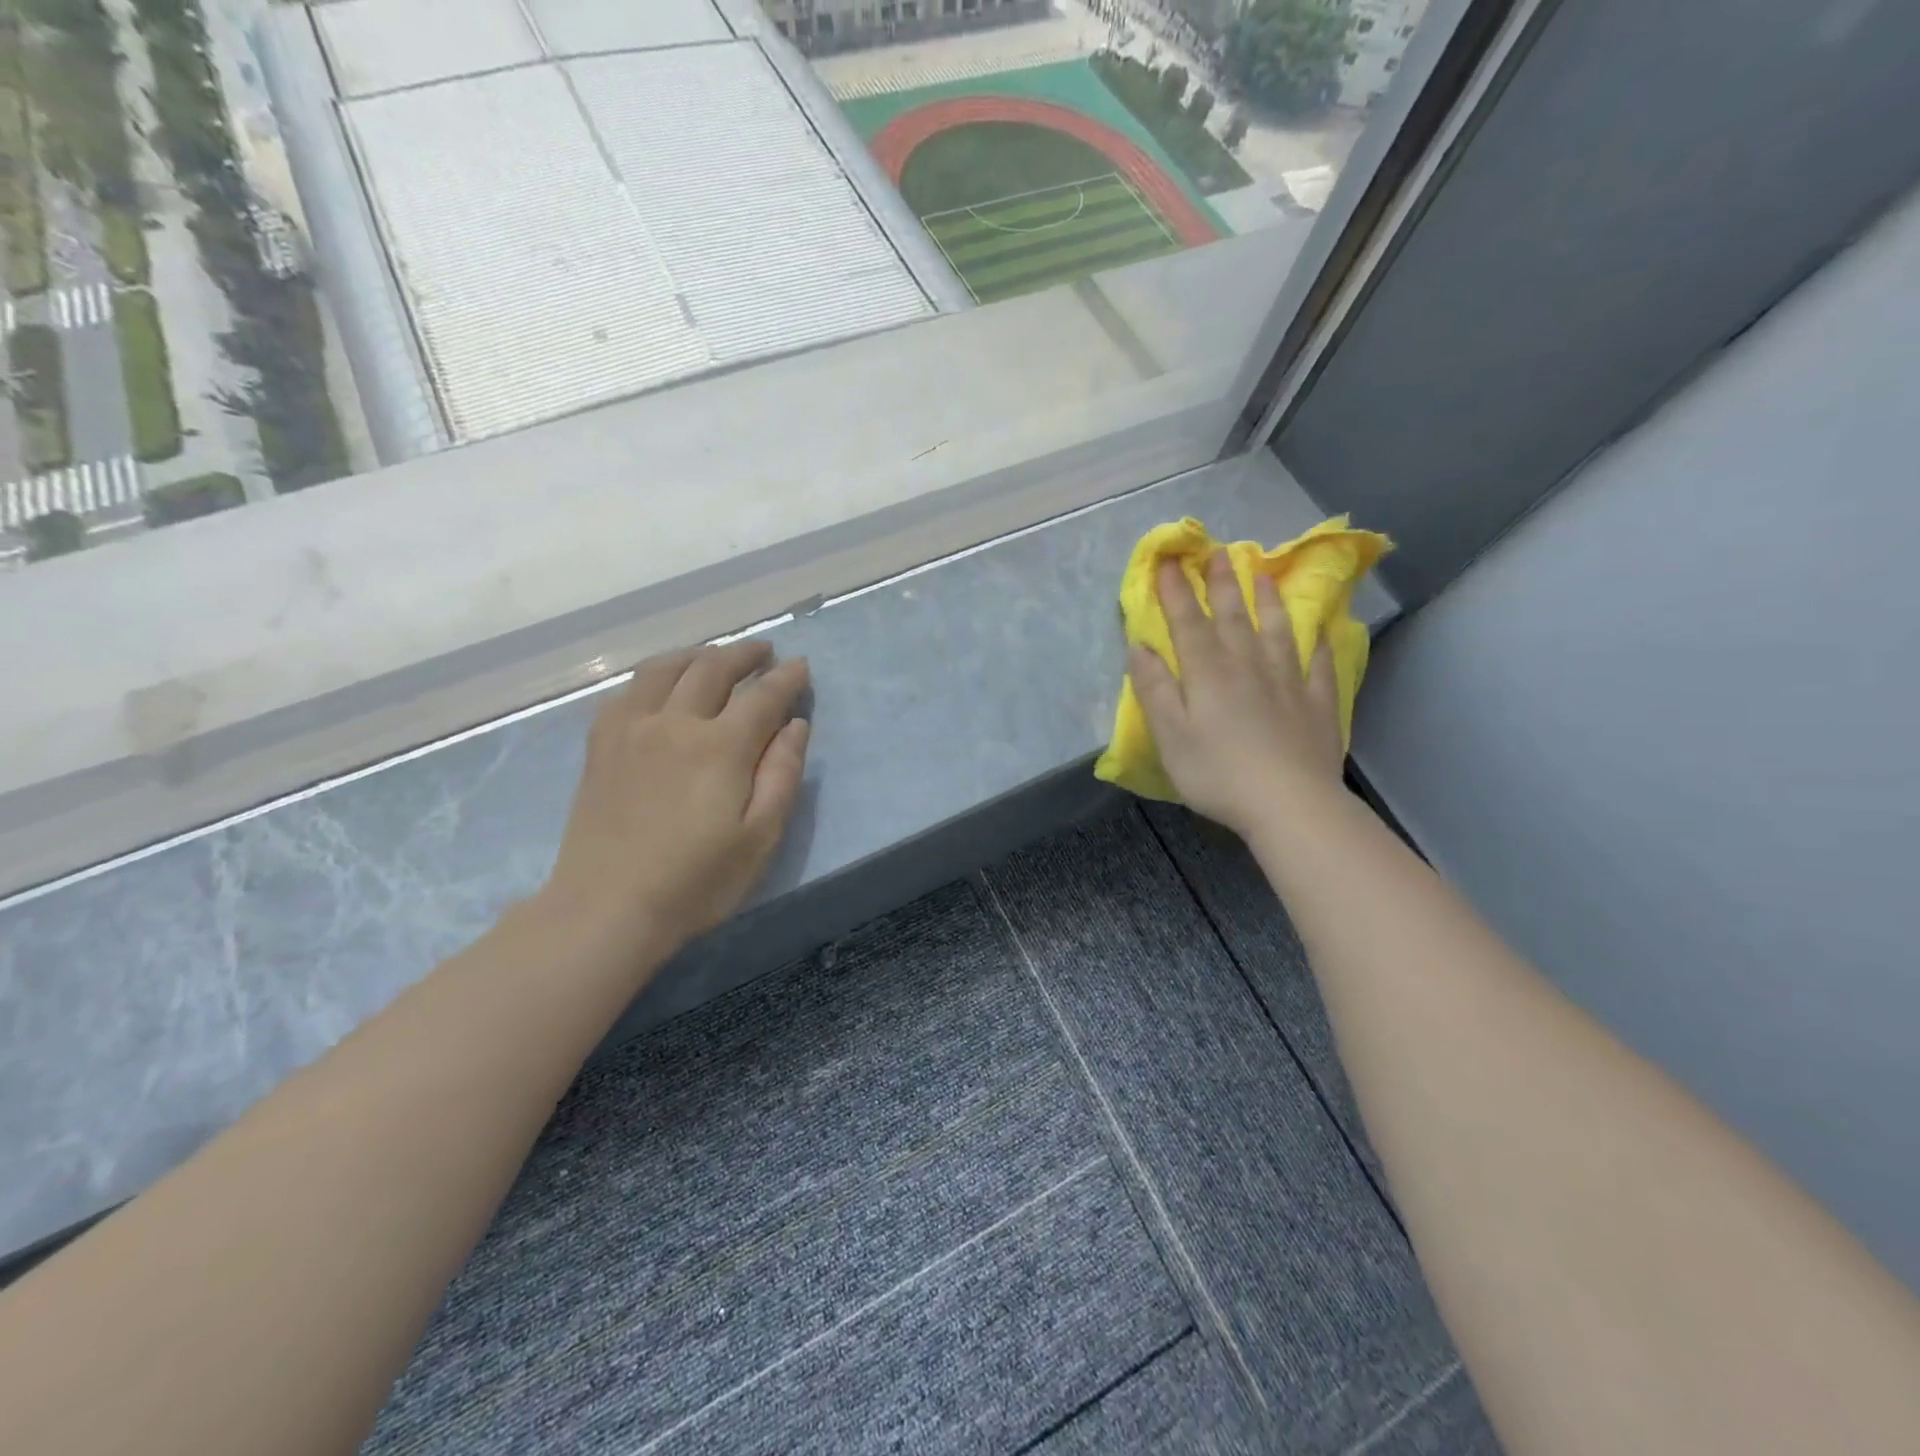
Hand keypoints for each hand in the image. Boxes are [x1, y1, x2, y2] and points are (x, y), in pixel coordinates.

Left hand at [538, 641, 810, 963]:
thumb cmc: (696, 881)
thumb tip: (796, 725)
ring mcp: (631, 728)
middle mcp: (675, 723)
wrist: (607, 907)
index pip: (763, 696)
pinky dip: (655, 675)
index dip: (786, 678)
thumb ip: (782, 775)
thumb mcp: (760, 838)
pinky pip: (629, 690)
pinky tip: (662, 686)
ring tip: (716, 657)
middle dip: (745, 654)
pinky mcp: (601, 743)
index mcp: (721, 747)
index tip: (801, 666)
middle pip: (713, 668)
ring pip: (666, 668)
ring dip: (698, 654)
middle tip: (765, 652)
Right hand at [1129, 552, 1343, 838]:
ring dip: (1268, 601)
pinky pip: (1317, 665)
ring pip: (1277, 631)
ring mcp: (1288, 682)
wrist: (1289, 803)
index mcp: (1208, 674)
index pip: (1188, 622)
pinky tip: (1319, 631)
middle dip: (1222, 584)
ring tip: (1264, 575)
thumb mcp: (1170, 736)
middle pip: (1234, 617)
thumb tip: (1139, 647)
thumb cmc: (1217, 773)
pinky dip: (1317, 644)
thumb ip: (1154, 689)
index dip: (1176, 591)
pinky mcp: (1317, 703)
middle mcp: (1248, 667)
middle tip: (1220, 552)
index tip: (1169, 561)